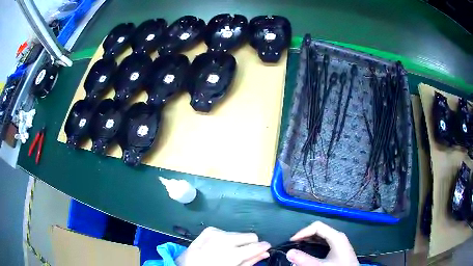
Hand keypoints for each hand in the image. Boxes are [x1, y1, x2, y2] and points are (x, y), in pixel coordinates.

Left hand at [175, 227, 270, 265]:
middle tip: (243, 254)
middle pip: (250, 236)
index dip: (264, 247)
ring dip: (237, 242)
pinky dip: (226, 239)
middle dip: (251, 244)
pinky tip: (218, 247)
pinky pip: (226, 232)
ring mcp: (215, 233)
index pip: (256, 246)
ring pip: (239, 233)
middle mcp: (224, 239)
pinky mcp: (209, 230)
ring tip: (227, 252)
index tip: (266, 249)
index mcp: (230, 254)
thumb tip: (265, 253)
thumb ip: (250, 262)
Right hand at [286, 221, 358, 265]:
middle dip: (305, 236)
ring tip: (298, 248)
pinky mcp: (338, 248)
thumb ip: (305, 260)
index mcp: (336, 237)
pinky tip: (308, 251)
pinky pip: (324, 242)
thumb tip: (289, 252)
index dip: (303, 232)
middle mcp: (338, 236)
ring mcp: (339, 242)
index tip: (291, 242)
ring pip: (321, 236)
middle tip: (293, 245)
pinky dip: (314, 244)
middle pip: (319, 230)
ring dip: (308, 240)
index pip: (317, 226)